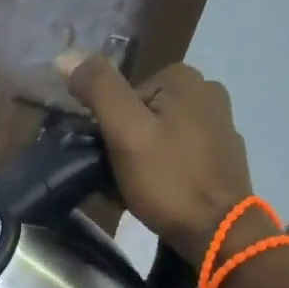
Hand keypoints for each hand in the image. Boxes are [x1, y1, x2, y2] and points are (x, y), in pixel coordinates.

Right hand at [58, 52, 255, 260]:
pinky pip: (178, 152)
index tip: (110, 157)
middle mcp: (207, 90)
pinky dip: (163, 169)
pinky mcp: (223, 153)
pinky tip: (160, 192)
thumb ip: (98, 90)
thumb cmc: (168, 179)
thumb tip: (65, 56)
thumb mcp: (125, 131)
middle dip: (124, 143)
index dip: (108, 128)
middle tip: (120, 177)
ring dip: (141, 158)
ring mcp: (220, 123)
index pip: (122, 96)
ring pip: (158, 134)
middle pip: (140, 114)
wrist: (218, 231)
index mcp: (184, 77)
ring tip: (137, 189)